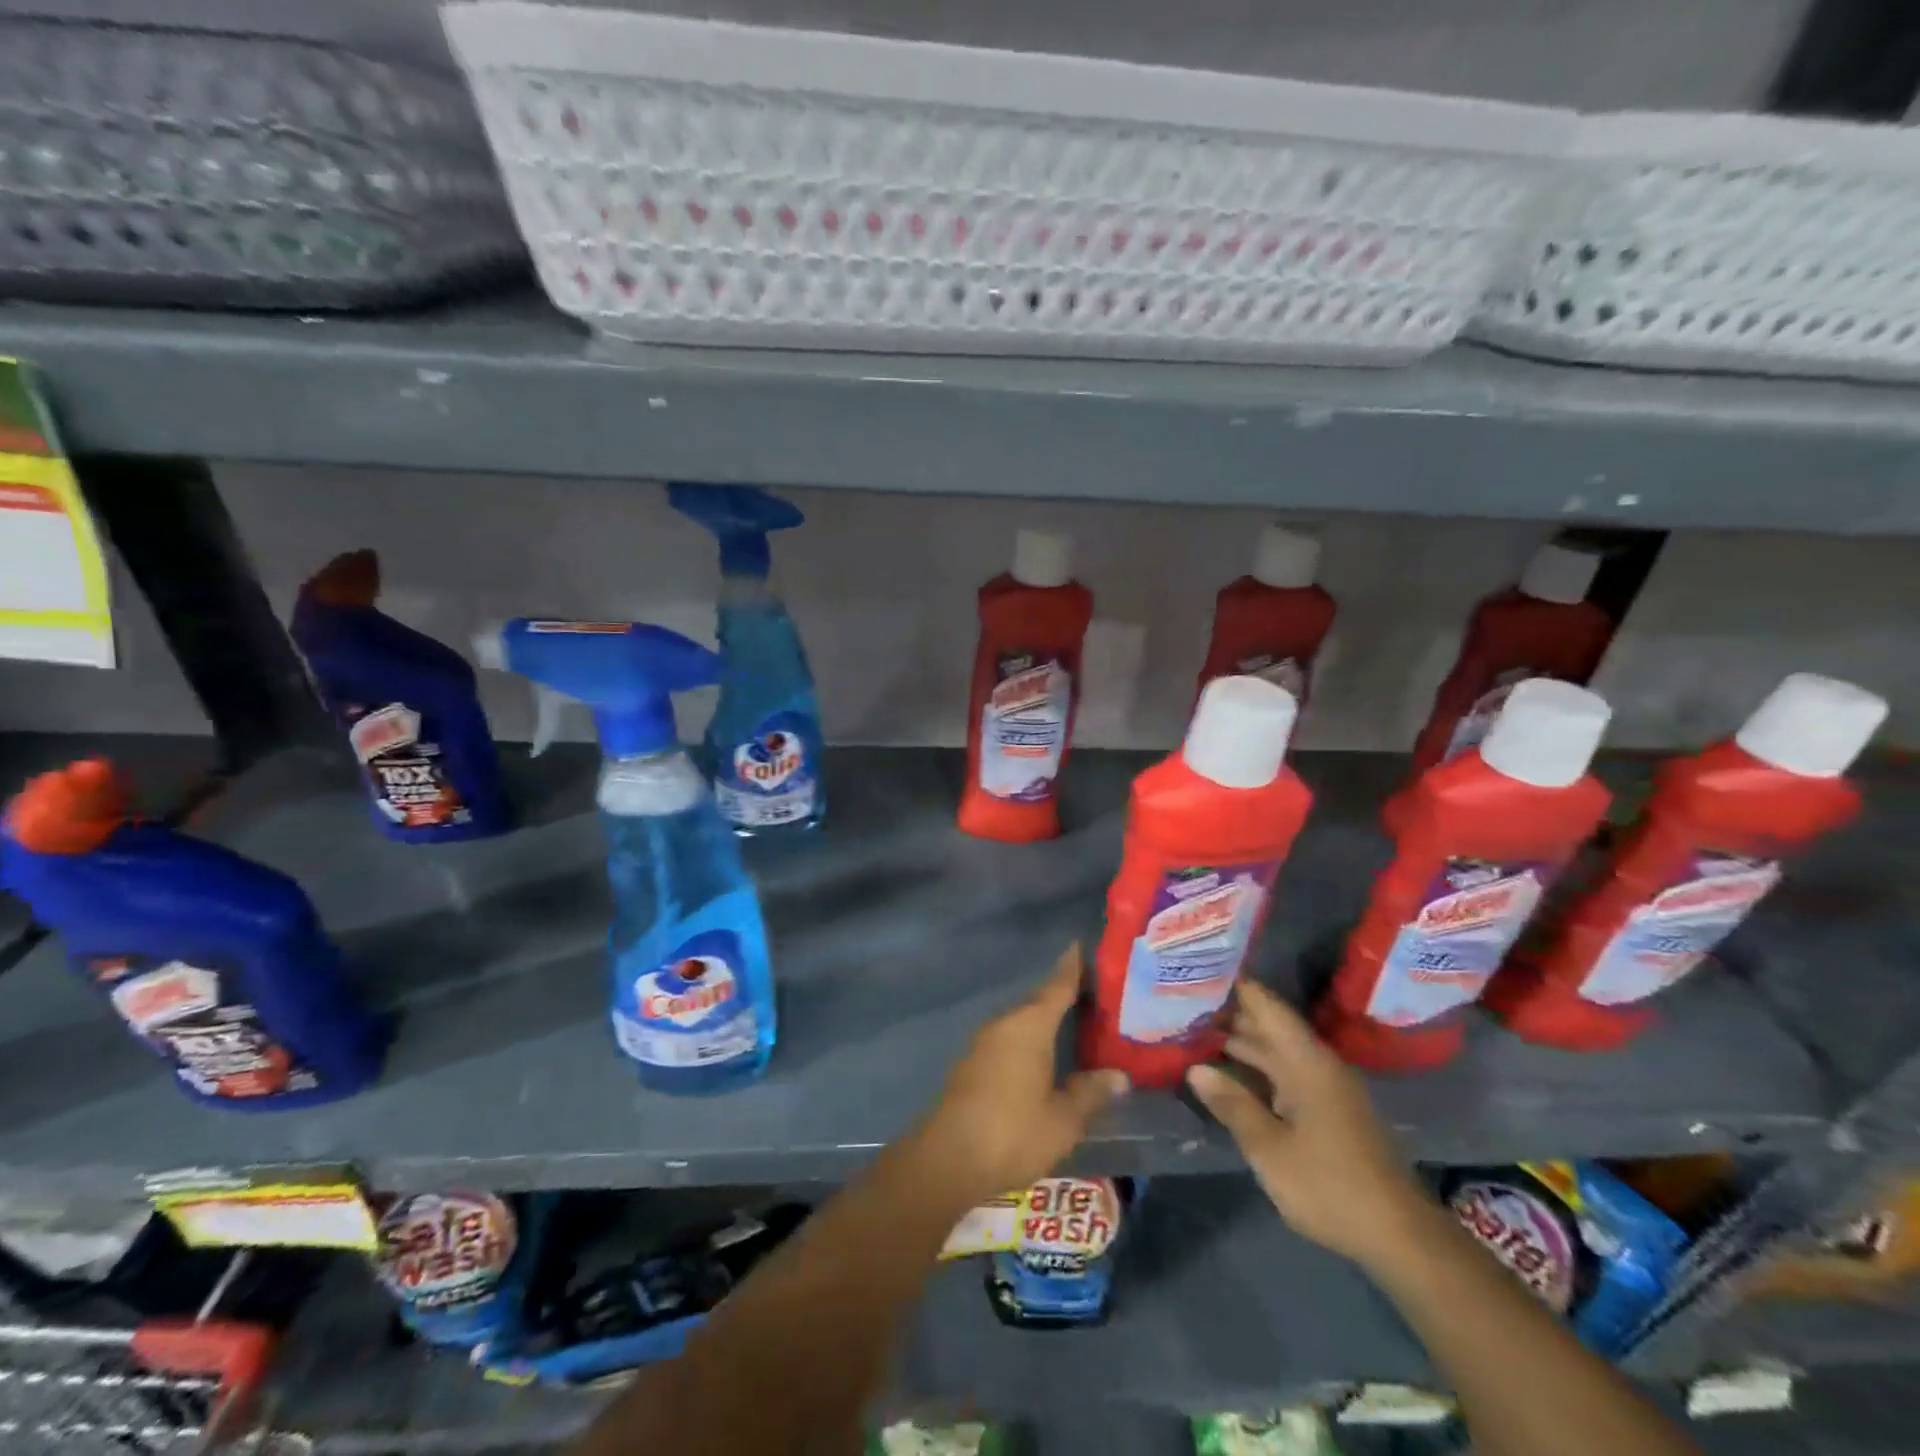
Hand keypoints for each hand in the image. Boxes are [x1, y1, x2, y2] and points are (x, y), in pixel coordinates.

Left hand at [911, 943, 1128, 1204]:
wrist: (947, 1159)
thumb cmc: (1012, 1133)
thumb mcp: (1063, 1119)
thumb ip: (1090, 1093)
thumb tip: (1118, 1075)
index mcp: (1029, 1026)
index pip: (1057, 986)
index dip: (1071, 967)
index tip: (1080, 945)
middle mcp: (1005, 1024)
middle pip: (1038, 1001)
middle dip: (1062, 995)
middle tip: (1093, 994)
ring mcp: (984, 1043)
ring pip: (1022, 1021)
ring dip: (1045, 1019)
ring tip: (1074, 1023)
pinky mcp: (972, 1063)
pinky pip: (1009, 1038)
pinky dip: (1029, 1039)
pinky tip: (1043, 1056)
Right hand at [1187, 980, 1429, 1268]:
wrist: (1399, 1236)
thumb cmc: (1329, 1185)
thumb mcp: (1269, 1148)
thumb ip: (1232, 1104)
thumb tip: (1195, 1069)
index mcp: (1307, 1062)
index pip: (1268, 1007)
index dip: (1237, 986)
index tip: (1201, 970)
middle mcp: (1319, 1065)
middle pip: (1271, 1026)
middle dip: (1231, 1014)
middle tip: (1185, 1002)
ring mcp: (1326, 1089)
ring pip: (1278, 1051)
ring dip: (1242, 1042)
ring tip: (1197, 1032)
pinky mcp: (1329, 1111)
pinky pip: (1286, 1073)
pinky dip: (1257, 1066)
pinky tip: (1230, 1073)